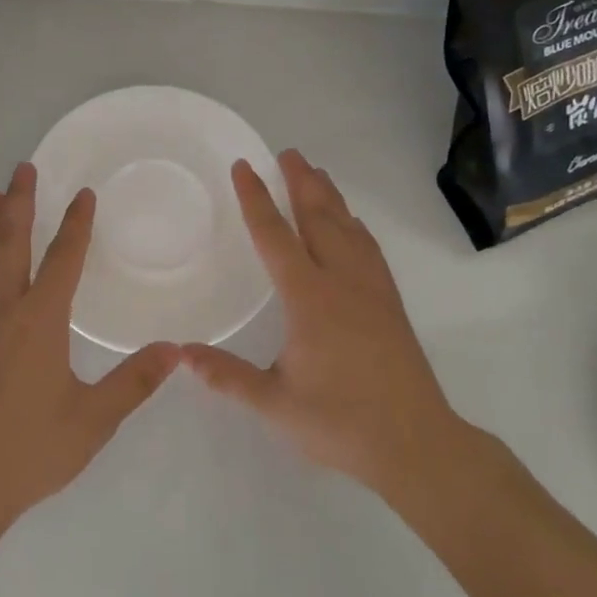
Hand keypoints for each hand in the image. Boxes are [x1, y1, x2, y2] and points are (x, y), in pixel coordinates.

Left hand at [0, 162, 180, 533]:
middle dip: (19, 202)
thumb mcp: (93, 420)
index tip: (83, 194)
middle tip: (23, 169)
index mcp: (40, 321)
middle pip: (10, 243)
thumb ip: (134, 382)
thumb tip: (174, 350)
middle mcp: (2, 310)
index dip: (75, 224)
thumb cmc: (29, 451)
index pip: (62, 259)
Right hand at [183, 149, 473, 506]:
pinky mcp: (390, 303)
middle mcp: (342, 282)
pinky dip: (354, 225)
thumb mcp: (275, 404)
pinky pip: (369, 248)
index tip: (244, 166)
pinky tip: (352, 225)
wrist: (416, 444)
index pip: (276, 237)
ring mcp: (372, 290)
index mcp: (309, 299)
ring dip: (329, 197)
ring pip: (348, 228)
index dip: (257, 199)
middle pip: (319, 218)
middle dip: (301, 182)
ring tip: (316, 174)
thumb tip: (180, 353)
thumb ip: (227, 376)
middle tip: (288, 152)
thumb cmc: (340, 422)